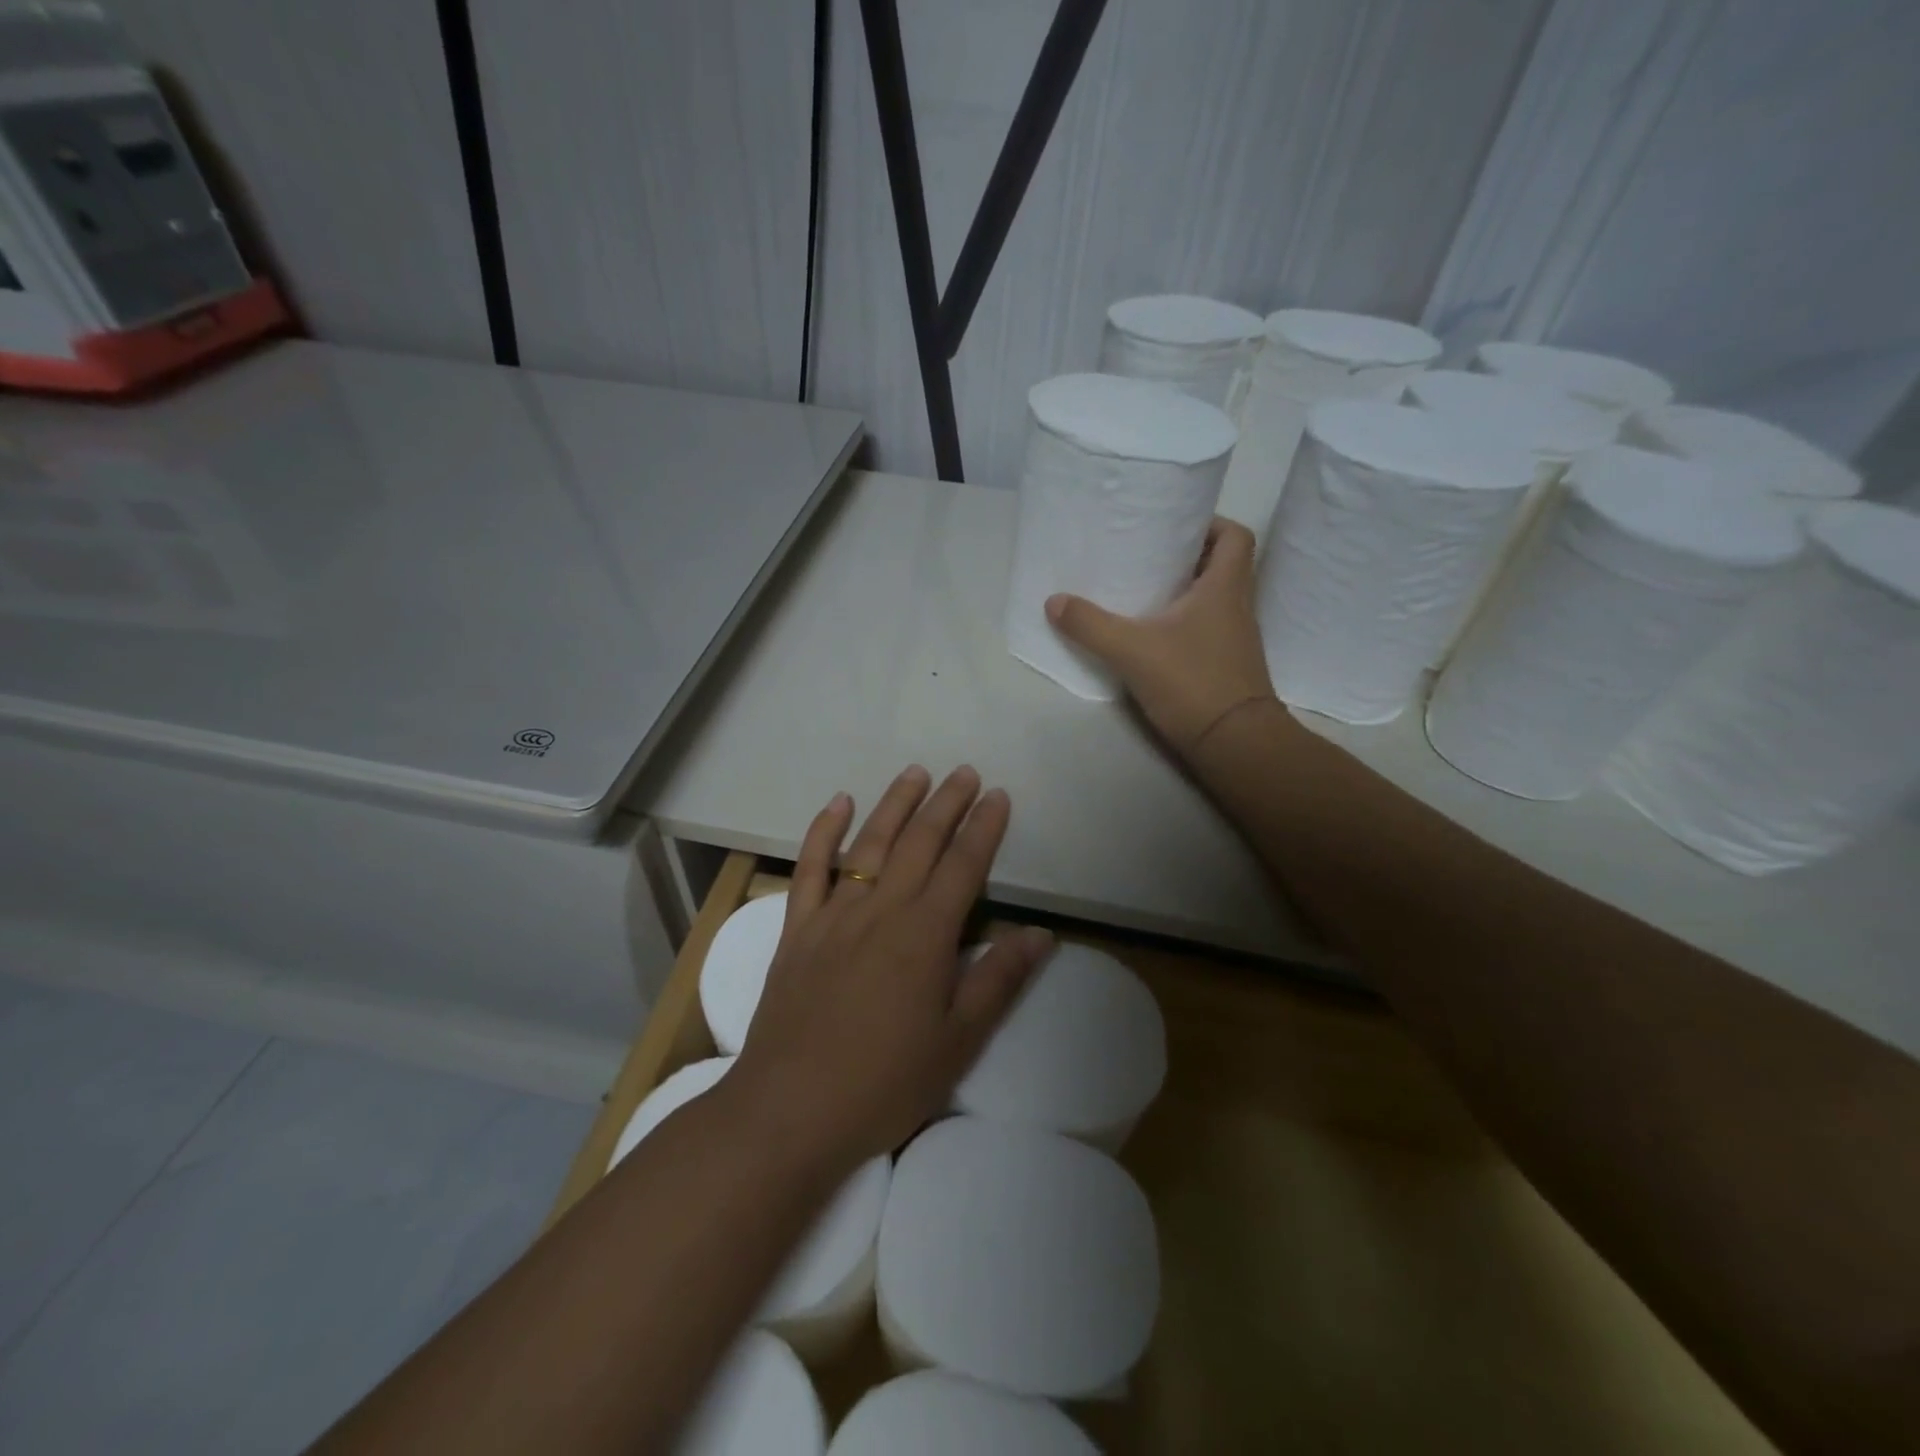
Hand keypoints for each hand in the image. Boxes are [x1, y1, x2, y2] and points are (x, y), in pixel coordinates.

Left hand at [727, 765, 1054, 1166]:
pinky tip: (836, 804)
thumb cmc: (884, 1082)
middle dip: (946, 804)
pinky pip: (810, 868)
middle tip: (965, 773)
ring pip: (869, 844)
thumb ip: (998, 980)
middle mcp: (881, 910)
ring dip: (895, 805)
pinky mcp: (797, 929)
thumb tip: (1040, 933)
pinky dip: (822, 831)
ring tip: (915, 773)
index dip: (984, 828)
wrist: (789, 1110)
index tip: (998, 796)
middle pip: (919, 843)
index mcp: (925, 935)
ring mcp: (834, 915)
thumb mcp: (957, 1042)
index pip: (963, 866)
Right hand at [1046, 518, 1276, 758]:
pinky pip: (1209, 628)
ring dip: (1187, 592)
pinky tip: (1154, 636)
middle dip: (1189, 556)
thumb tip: (1054, 601)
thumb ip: (1090, 625)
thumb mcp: (1131, 650)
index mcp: (1225, 587)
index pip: (1236, 536)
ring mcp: (1236, 638)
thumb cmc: (1192, 681)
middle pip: (1224, 565)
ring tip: (1145, 592)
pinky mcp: (1228, 665)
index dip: (1211, 523)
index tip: (1176, 527)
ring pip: (1216, 599)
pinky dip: (1186, 624)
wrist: (1234, 743)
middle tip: (1150, 556)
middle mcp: (1238, 606)